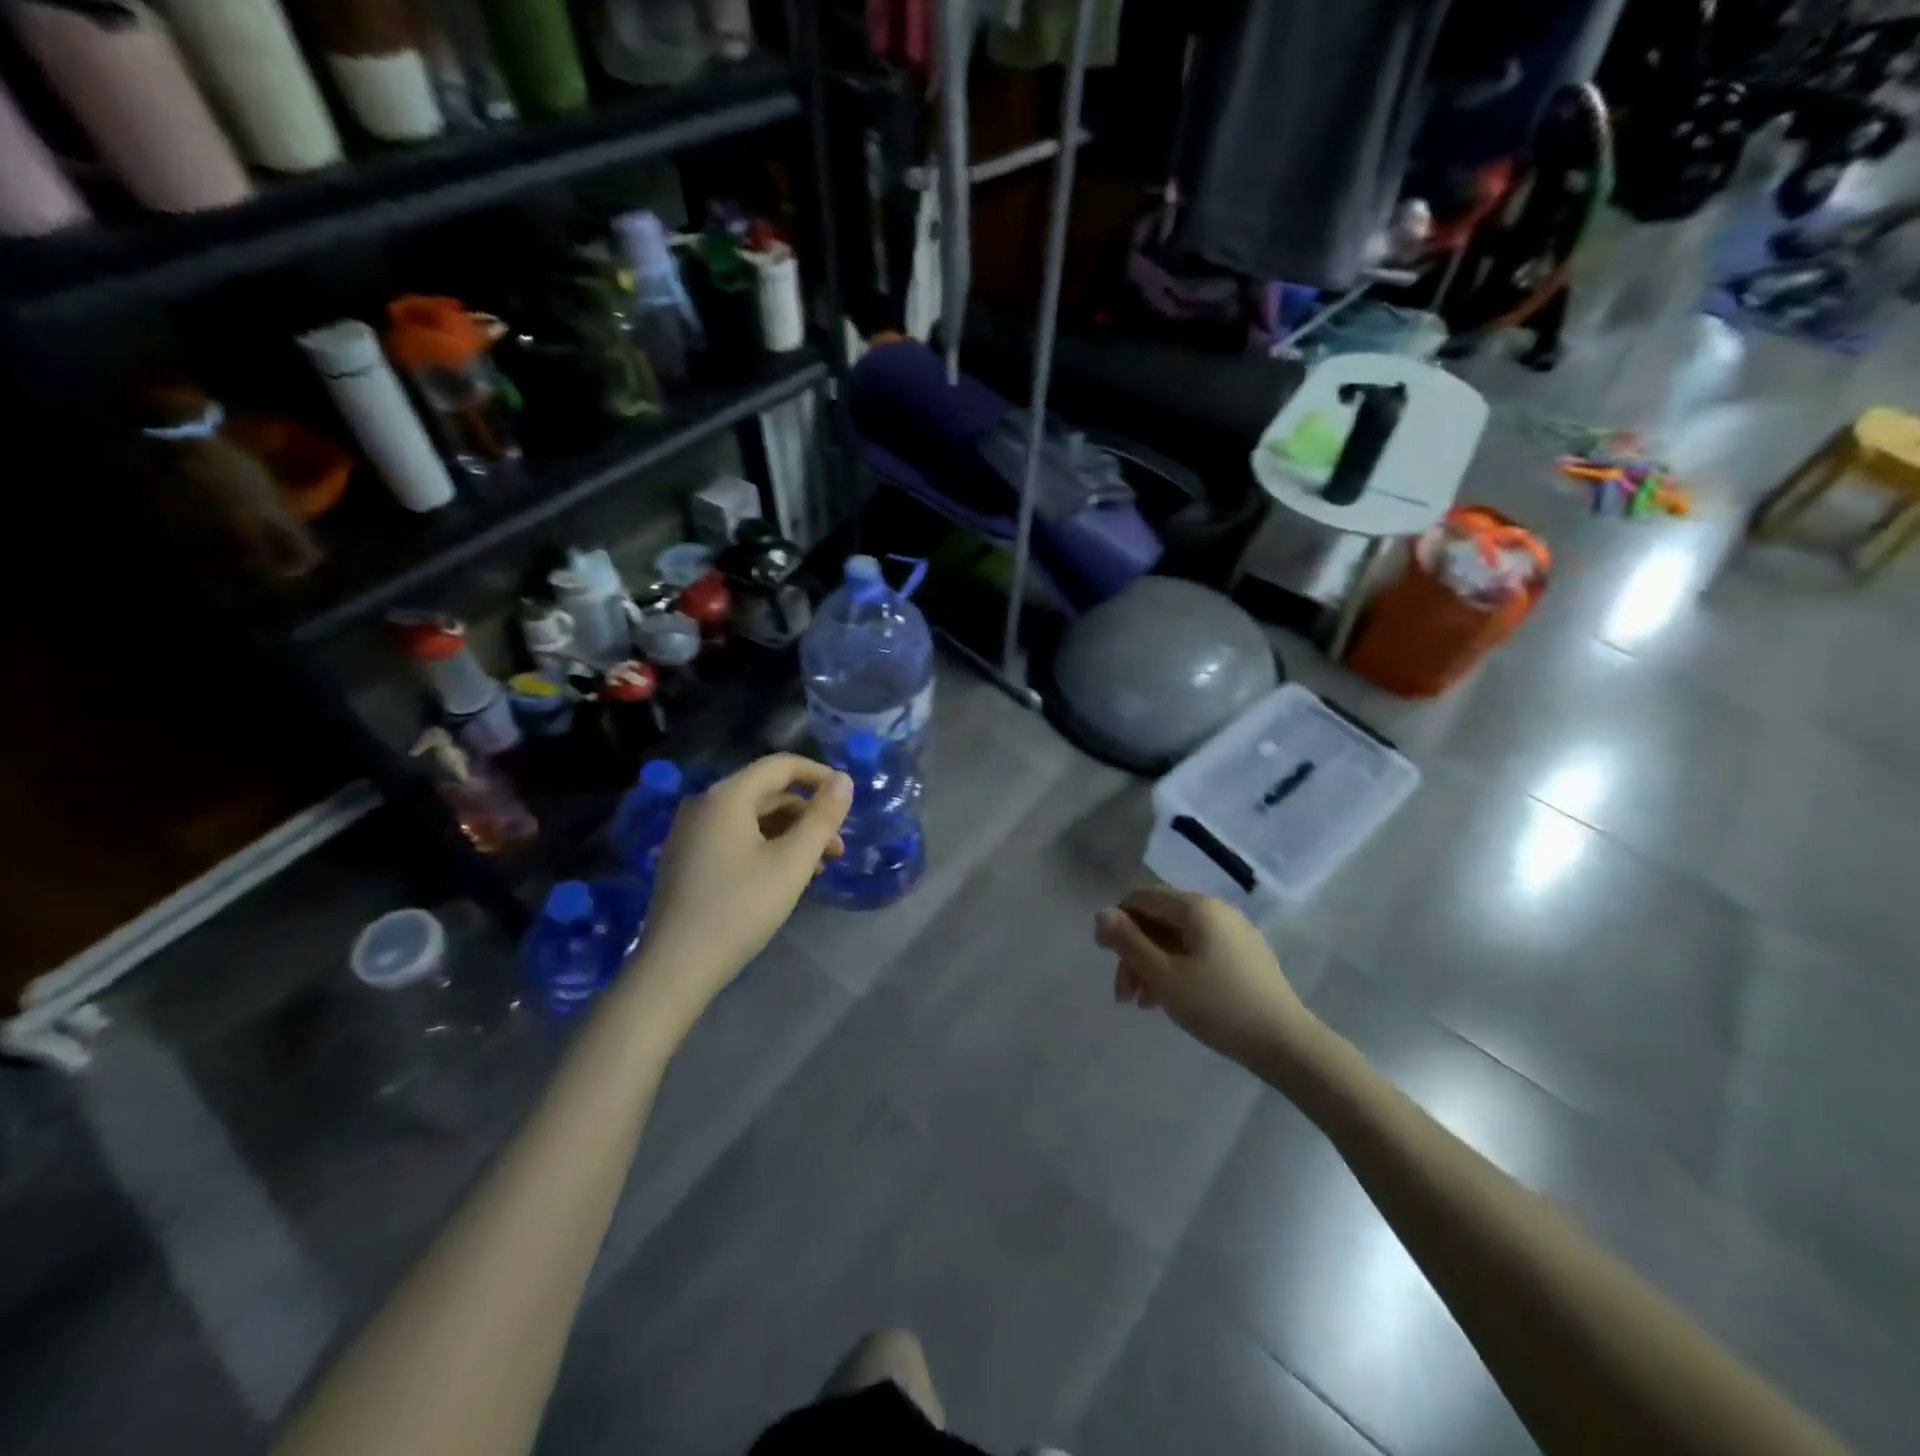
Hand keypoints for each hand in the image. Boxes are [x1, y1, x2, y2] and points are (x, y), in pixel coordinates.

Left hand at [631, 754, 850, 1024]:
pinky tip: (785, 877)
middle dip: (808, 814)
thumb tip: (844, 779)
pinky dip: (766, 847)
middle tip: (838, 847)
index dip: (818, 775)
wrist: (676, 967)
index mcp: (726, 796)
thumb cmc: (740, 908)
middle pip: (767, 793)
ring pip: (752, 818)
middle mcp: (704, 805)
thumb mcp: (792, 862)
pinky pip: (735, 837)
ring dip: (790, 834)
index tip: (848, 798)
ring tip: (818, 867)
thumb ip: (822, 817)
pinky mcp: (687, 859)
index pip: (780, 765)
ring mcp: (691, 833)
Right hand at [1094, 886, 1316, 1068]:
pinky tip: (1172, 1000)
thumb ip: (1128, 942)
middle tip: (1123, 994)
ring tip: (1144, 1004)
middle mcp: (1216, 911)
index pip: (1141, 898)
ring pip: (1177, 939)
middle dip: (1134, 952)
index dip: (1116, 921)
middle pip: (1158, 920)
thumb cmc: (1219, 1006)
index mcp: (1197, 907)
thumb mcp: (1164, 976)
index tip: (1103, 956)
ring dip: (1152, 964)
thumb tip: (1102, 914)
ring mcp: (1234, 933)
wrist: (1286, 1044)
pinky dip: (1177, 969)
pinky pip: (1198, 951)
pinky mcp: (1244, 956)